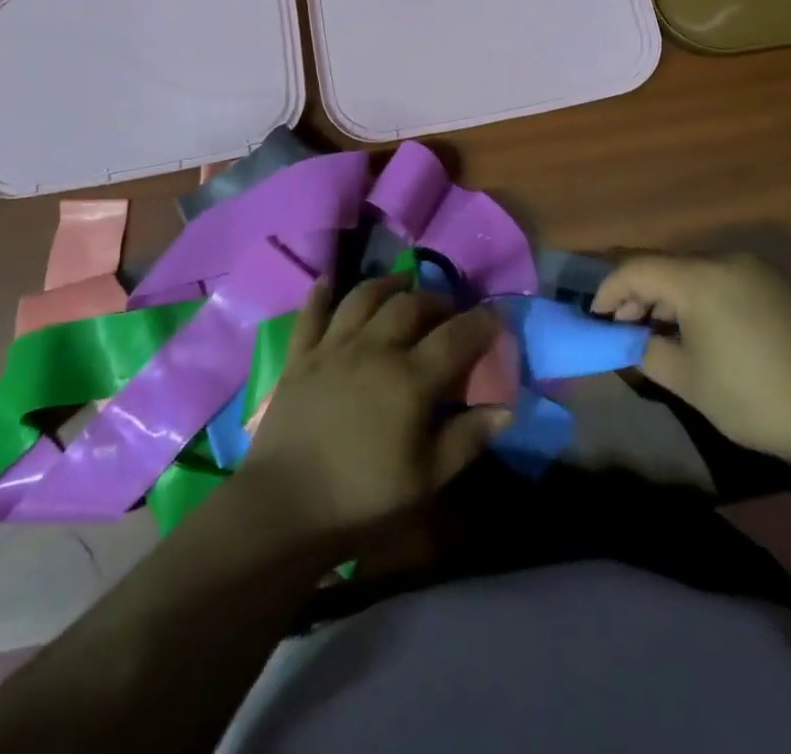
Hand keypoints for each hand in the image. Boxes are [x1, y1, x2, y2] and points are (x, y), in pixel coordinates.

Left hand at [238, 276, 510, 555]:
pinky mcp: (300, 357)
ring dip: (387, 285)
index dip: (480, 322)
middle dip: (435, 300)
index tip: (496, 315)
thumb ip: (467, 439)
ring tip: (402, 285)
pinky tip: (327, 281)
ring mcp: (333, 348)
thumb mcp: (426, 480)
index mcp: (410, 378)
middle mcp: (374, 349)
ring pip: (363, 298)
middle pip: (410, 306)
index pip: (455, 337)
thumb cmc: (362, 500)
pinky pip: (311, 314)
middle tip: (448, 310)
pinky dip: (320, 294)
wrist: (284, 508)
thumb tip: (506, 409)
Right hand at [592, 253, 790, 465]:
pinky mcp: (774, 285)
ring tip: (658, 332)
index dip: (608, 290)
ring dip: (667, 296)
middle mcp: (724, 260)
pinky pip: (719, 279)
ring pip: (692, 271)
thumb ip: (646, 351)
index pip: (635, 269)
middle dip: (637, 293)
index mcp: (698, 278)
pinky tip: (697, 330)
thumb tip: (630, 339)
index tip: (594, 318)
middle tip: (623, 327)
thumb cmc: (753, 397)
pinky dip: (697, 297)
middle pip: (664, 265)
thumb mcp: (686, 380)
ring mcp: (753, 270)